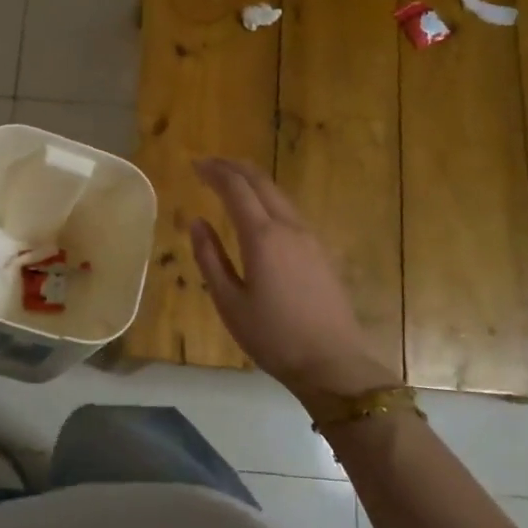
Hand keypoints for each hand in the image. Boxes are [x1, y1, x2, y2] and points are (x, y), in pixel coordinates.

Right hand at [189, 158, 392, 403]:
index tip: (195, 165)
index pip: (236, 189)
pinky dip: (268, 198)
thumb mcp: (229, 302)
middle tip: (210, 164)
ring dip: (253, 181)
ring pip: (279, 194)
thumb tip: (197, 222)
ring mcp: (309, 238)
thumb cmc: (273, 336)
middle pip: (261, 182)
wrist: (333, 363)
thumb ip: (210, 258)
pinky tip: (259, 211)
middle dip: (234, 168)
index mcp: (262, 237)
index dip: (215, 172)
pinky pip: (290, 210)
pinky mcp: (321, 251)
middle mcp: (288, 227)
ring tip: (231, 180)